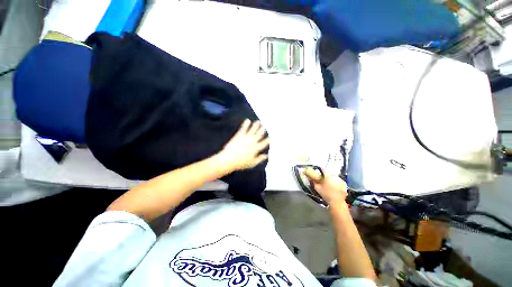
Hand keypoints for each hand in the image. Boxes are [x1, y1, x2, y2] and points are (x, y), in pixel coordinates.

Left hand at [218, 119, 269, 171]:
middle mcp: (252, 141)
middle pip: (259, 134)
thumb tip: (266, 156)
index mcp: (256, 148)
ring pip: (253, 129)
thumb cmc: (241, 163)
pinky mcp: (239, 135)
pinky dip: (246, 124)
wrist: (229, 159)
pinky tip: (248, 120)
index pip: (264, 142)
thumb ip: (260, 159)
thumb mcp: (252, 163)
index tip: (271, 136)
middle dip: (263, 129)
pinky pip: (243, 128)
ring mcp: (245, 137)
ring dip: (256, 125)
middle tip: (265, 126)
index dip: (268, 139)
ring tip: (258, 121)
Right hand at [303, 167, 346, 204]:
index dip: (319, 169)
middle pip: (328, 172)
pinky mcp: (344, 183)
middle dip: (325, 174)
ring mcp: (340, 179)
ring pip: (333, 176)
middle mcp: (334, 176)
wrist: (337, 202)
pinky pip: (338, 180)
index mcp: (328, 176)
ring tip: (327, 182)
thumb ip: (313, 181)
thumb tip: (309, 177)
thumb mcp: (317, 188)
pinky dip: (335, 181)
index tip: (317, 171)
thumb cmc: (326, 194)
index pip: (323, 169)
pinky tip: (333, 186)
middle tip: (322, 178)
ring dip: (330, 178)